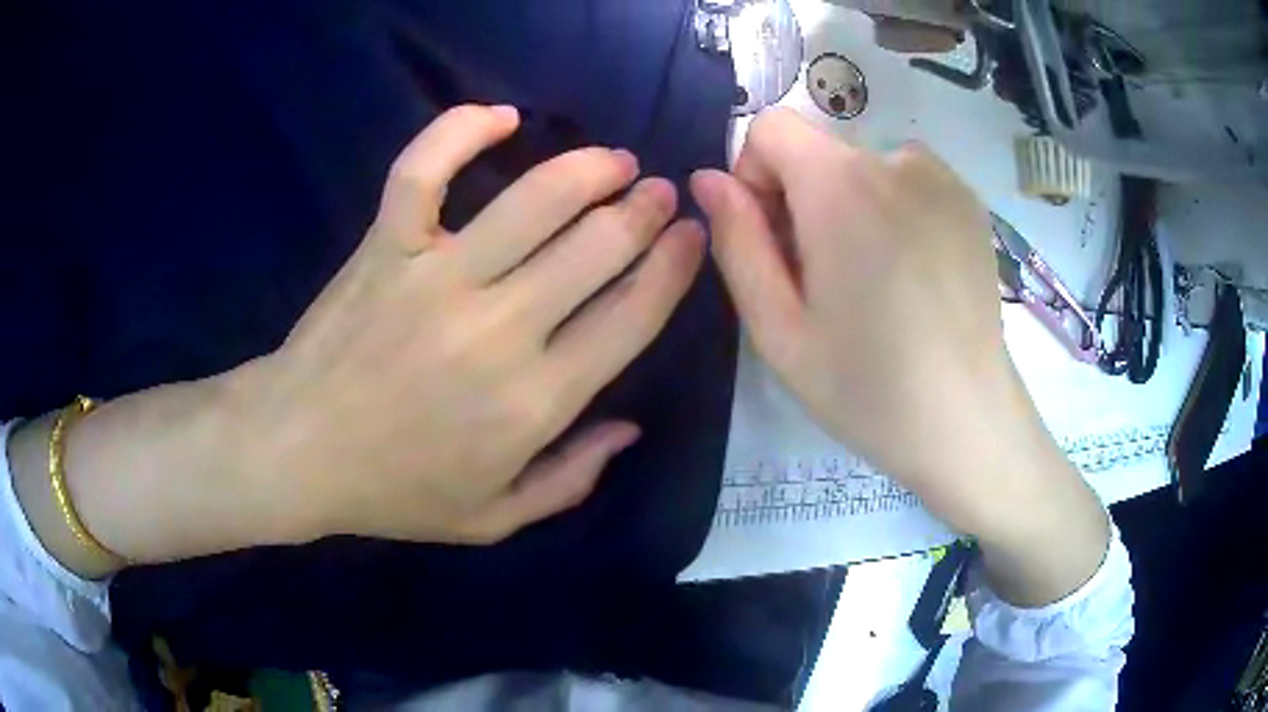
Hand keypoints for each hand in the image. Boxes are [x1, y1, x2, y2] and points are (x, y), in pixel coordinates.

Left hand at [248, 105, 704, 543]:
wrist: (297, 452)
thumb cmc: (395, 491)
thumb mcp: (494, 518)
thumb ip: (571, 479)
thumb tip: (629, 426)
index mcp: (535, 402)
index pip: (633, 316)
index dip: (675, 267)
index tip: (692, 237)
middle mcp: (498, 330)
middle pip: (599, 246)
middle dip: (645, 211)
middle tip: (659, 193)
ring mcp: (436, 278)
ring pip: (535, 199)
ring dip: (590, 169)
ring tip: (613, 161)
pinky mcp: (386, 247)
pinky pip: (424, 170)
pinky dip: (461, 129)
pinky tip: (501, 115)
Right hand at [691, 109, 1107, 604]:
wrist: (968, 421)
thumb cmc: (867, 387)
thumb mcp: (778, 329)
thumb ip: (736, 242)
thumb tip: (708, 180)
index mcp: (841, 184)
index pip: (771, 126)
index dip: (755, 173)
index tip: (774, 238)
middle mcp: (895, 159)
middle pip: (819, 149)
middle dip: (804, 199)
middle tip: (825, 281)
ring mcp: (942, 177)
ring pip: (864, 166)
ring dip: (851, 206)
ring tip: (874, 282)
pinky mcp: (970, 201)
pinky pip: (908, 181)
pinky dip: (894, 210)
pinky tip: (912, 276)